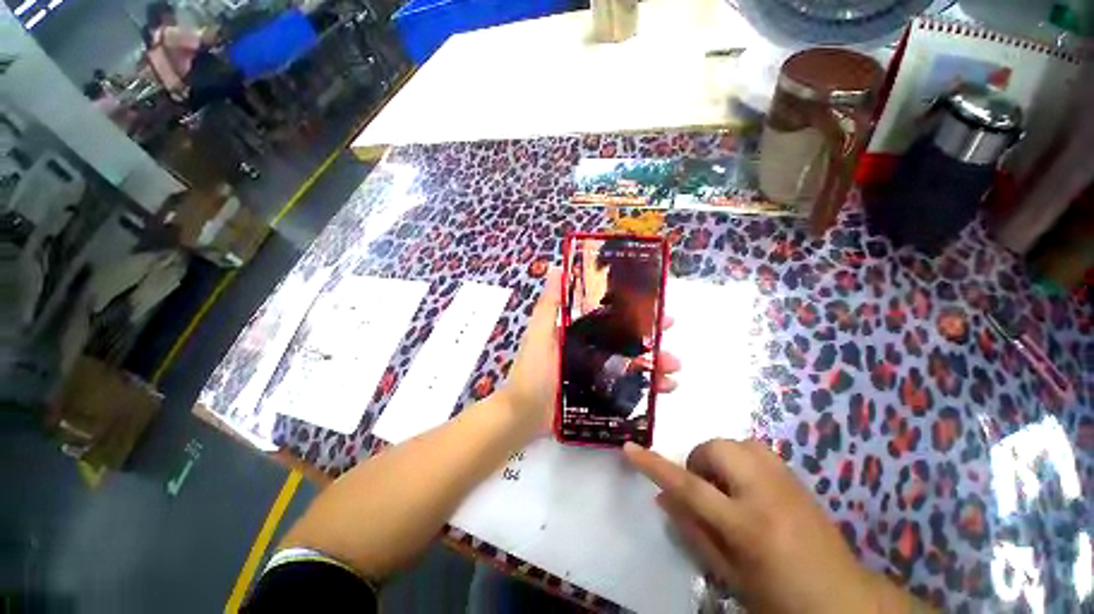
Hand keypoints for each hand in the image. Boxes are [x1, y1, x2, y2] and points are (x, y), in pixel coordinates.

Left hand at [500, 267, 679, 436]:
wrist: (524, 414)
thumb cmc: (532, 370)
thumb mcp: (540, 332)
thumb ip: (549, 304)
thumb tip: (557, 267)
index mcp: (580, 331)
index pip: (612, 316)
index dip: (634, 311)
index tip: (658, 308)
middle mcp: (592, 348)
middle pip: (627, 340)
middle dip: (652, 339)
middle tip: (671, 339)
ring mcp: (599, 372)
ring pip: (633, 363)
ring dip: (656, 364)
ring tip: (673, 372)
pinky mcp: (602, 393)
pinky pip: (630, 387)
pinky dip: (649, 387)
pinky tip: (666, 389)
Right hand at [624, 439, 929, 613]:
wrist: (843, 600)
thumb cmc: (779, 597)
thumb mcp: (729, 575)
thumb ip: (692, 531)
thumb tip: (662, 497)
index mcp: (747, 526)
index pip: (690, 487)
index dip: (655, 466)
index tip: (629, 448)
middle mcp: (767, 493)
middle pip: (716, 450)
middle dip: (700, 461)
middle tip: (704, 489)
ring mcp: (786, 480)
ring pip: (737, 443)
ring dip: (720, 458)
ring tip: (725, 487)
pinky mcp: (797, 476)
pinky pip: (756, 449)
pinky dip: (740, 459)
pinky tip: (747, 486)